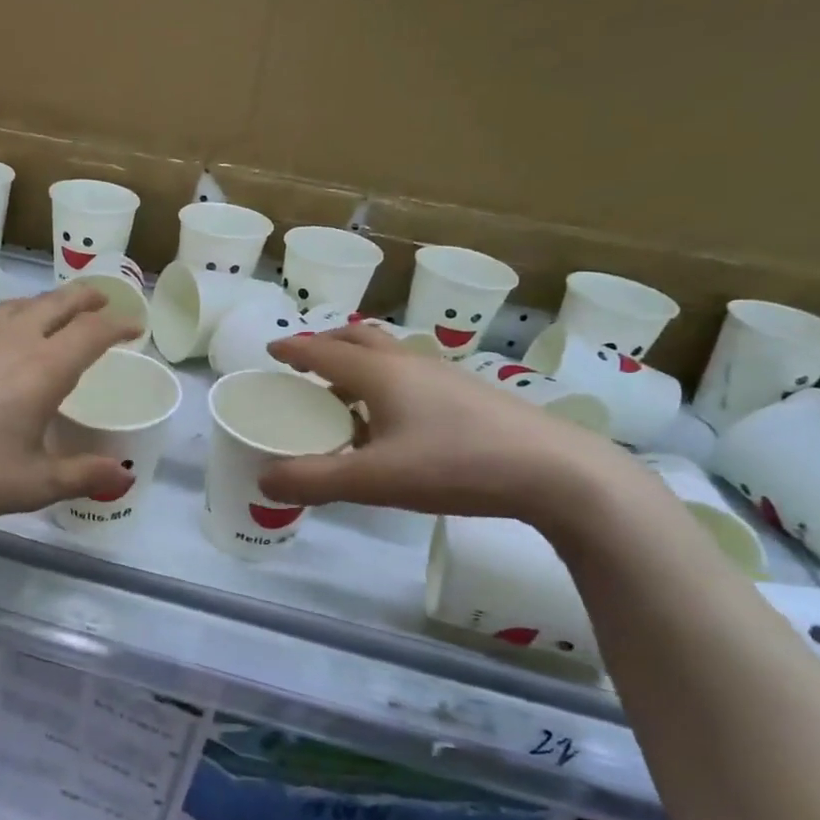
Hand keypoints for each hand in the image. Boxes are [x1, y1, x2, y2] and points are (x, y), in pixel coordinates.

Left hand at [0, 286, 141, 535]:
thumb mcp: (32, 484)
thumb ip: (82, 475)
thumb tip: (124, 477)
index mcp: (43, 369)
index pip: (92, 332)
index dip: (119, 325)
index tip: (135, 327)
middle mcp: (11, 341)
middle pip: (57, 303)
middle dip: (86, 298)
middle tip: (104, 300)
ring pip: (19, 305)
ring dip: (47, 302)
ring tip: (57, 311)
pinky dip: (12, 316)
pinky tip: (1, 337)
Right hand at [258, 326, 629, 526]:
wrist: (555, 471)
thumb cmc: (456, 465)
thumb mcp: (375, 479)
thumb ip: (315, 480)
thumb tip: (264, 479)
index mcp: (381, 374)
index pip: (324, 351)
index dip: (294, 349)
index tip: (271, 351)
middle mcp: (410, 364)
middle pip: (359, 339)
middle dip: (326, 345)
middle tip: (305, 365)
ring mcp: (445, 377)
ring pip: (390, 356)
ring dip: (358, 365)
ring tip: (344, 397)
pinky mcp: (470, 396)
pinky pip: (413, 377)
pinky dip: (387, 385)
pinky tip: (394, 423)